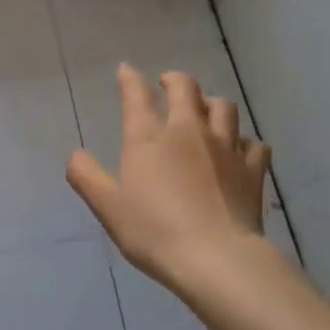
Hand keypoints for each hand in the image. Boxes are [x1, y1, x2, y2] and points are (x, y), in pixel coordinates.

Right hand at [66, 65, 271, 285]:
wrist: (216, 259)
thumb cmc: (154, 232)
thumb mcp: (109, 208)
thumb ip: (87, 177)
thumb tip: (74, 154)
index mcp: (149, 139)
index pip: (137, 96)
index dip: (130, 79)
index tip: (126, 70)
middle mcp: (188, 131)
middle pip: (186, 89)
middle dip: (175, 80)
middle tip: (168, 83)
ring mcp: (225, 147)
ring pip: (224, 108)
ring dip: (212, 103)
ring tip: (206, 110)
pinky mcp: (252, 169)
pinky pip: (254, 144)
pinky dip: (245, 142)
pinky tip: (241, 150)